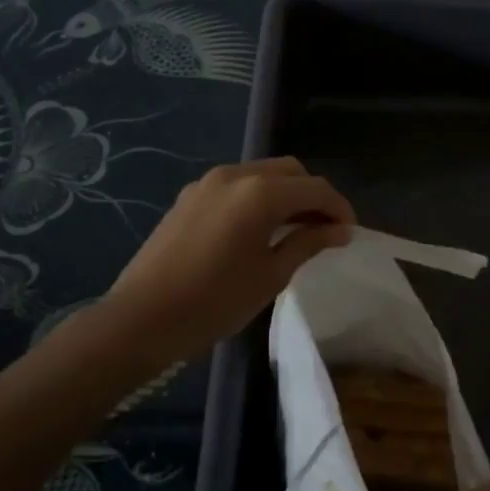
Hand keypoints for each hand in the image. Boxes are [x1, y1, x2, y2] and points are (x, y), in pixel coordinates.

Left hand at [86, 158, 353, 366]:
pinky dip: (258, 197)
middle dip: (313, 195)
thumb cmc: (214, 302)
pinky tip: (259, 228)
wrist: (140, 319)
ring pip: (263, 173)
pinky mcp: (190, 195)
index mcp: (261, 192)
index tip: (349, 234)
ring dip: (286, 194)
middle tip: (324, 230)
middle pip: (291, 171)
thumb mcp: (271, 275)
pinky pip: (237, 185)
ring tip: (295, 229)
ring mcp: (209, 182)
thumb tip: (340, 229)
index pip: (316, 188)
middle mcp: (237, 175)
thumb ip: (308, 242)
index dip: (339, 208)